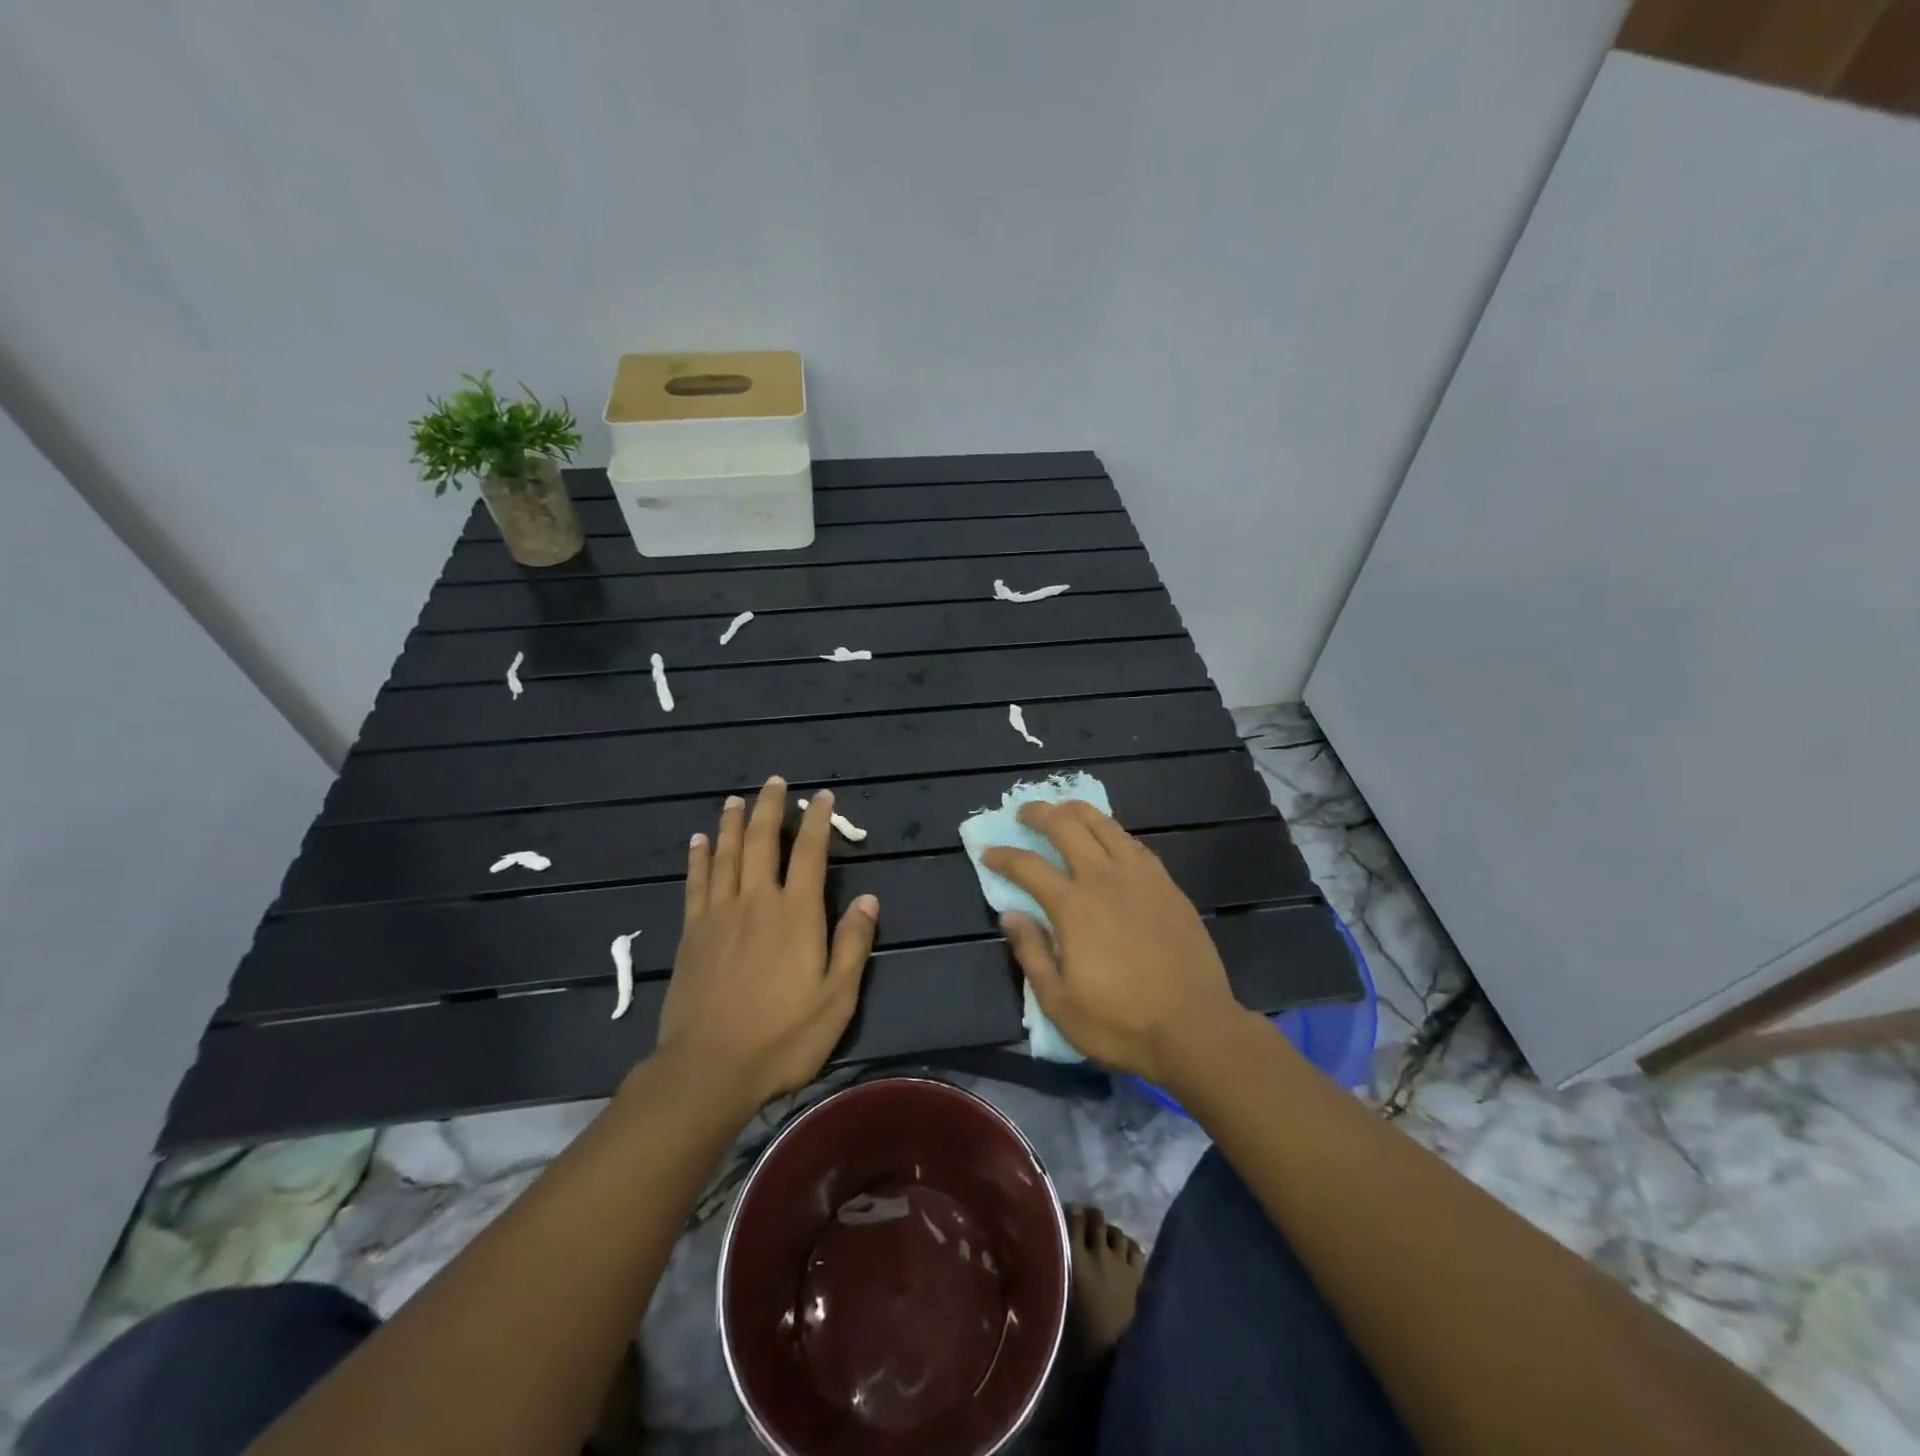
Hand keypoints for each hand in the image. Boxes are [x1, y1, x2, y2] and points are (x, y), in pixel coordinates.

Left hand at [655, 776, 878, 1109]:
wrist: (709, 1068)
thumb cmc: (783, 1036)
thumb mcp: (837, 997)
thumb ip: (853, 943)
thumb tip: (868, 898)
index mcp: (796, 913)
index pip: (810, 853)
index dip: (817, 821)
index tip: (822, 797)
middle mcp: (757, 901)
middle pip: (762, 841)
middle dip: (770, 808)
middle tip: (775, 782)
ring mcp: (719, 914)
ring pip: (726, 854)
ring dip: (732, 823)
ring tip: (735, 799)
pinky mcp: (692, 933)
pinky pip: (696, 883)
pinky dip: (699, 858)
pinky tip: (698, 842)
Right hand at [982, 800, 1250, 1084]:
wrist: (1195, 1027)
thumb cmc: (1120, 1021)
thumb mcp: (1059, 1002)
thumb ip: (1031, 952)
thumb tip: (1010, 914)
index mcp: (1073, 906)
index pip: (1027, 866)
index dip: (1003, 856)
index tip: (988, 852)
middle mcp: (1104, 879)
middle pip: (1066, 827)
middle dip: (1039, 813)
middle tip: (1024, 813)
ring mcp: (1140, 877)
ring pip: (1104, 825)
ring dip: (1078, 811)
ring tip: (1063, 809)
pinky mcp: (1167, 885)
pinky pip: (1134, 844)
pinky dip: (1113, 832)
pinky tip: (1110, 837)